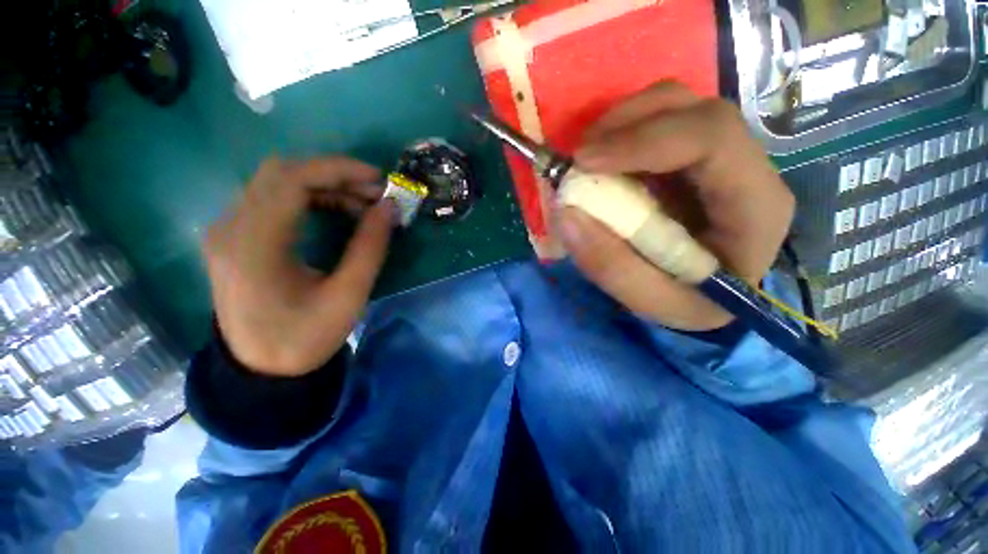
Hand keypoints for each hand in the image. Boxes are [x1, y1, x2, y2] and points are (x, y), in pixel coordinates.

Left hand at [203, 157, 396, 376]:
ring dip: (324, 186)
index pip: (291, 179)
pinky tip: (334, 212)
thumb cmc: (305, 337)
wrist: (261, 368)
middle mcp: (230, 228)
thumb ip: (370, 248)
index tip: (378, 180)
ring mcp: (227, 230)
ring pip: (276, 182)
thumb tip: (389, 208)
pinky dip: (309, 197)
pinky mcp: (234, 236)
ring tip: (361, 205)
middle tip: (373, 194)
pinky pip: (272, 198)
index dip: (338, 170)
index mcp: (254, 245)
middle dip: (334, 176)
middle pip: (281, 173)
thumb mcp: (348, 296)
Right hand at [556, 82, 794, 330]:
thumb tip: (568, 213)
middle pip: (693, 109)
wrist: (707, 295)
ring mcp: (719, 154)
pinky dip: (620, 133)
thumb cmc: (690, 303)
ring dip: (619, 125)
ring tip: (585, 161)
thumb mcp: (652, 302)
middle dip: (625, 126)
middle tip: (577, 160)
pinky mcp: (691, 154)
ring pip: (673, 105)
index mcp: (755, 206)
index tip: (585, 162)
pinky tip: (601, 161)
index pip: (713, 138)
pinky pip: (656, 121)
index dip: (643, 140)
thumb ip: (610, 266)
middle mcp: (746, 167)